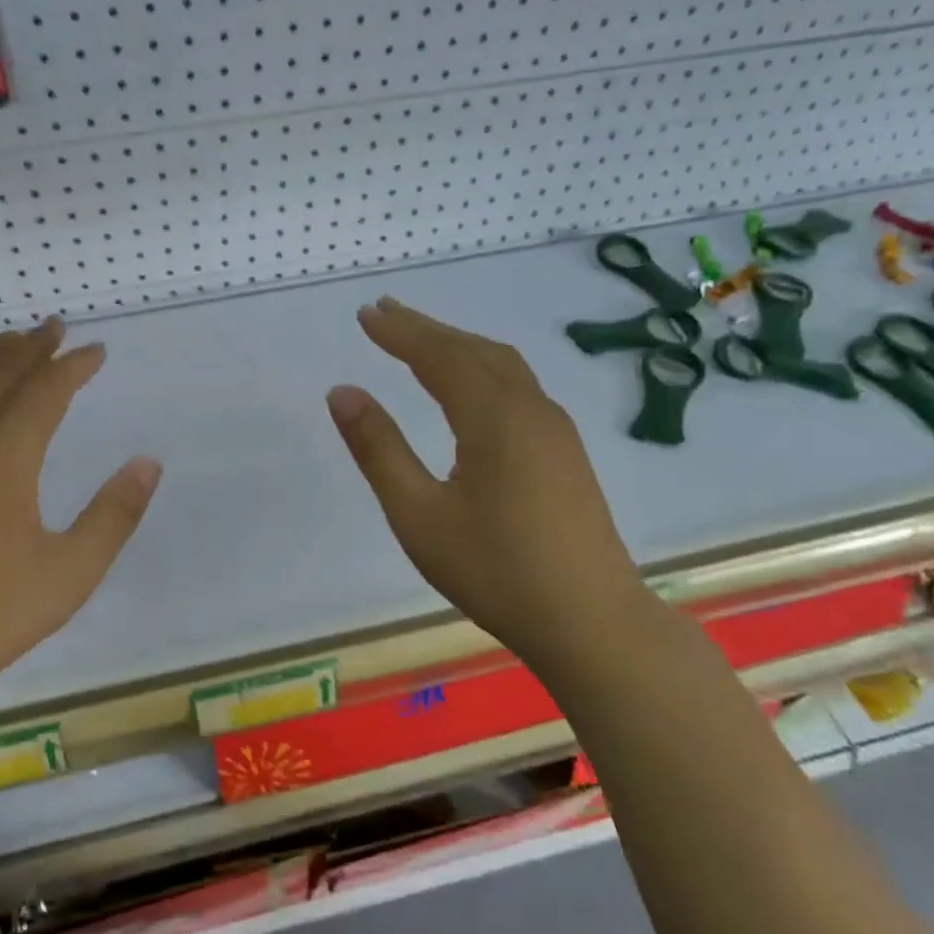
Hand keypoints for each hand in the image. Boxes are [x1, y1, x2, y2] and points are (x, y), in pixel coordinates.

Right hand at [327, 297, 653, 669]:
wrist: (591, 621)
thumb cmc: (496, 571)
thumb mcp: (419, 516)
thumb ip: (379, 450)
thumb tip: (342, 392)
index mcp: (494, 418)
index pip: (439, 356)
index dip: (400, 332)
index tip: (365, 314)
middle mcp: (530, 409)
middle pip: (473, 350)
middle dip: (427, 328)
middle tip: (384, 312)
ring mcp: (556, 429)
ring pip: (502, 365)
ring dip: (457, 345)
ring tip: (420, 338)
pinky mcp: (566, 451)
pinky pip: (519, 386)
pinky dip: (483, 367)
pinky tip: (470, 386)